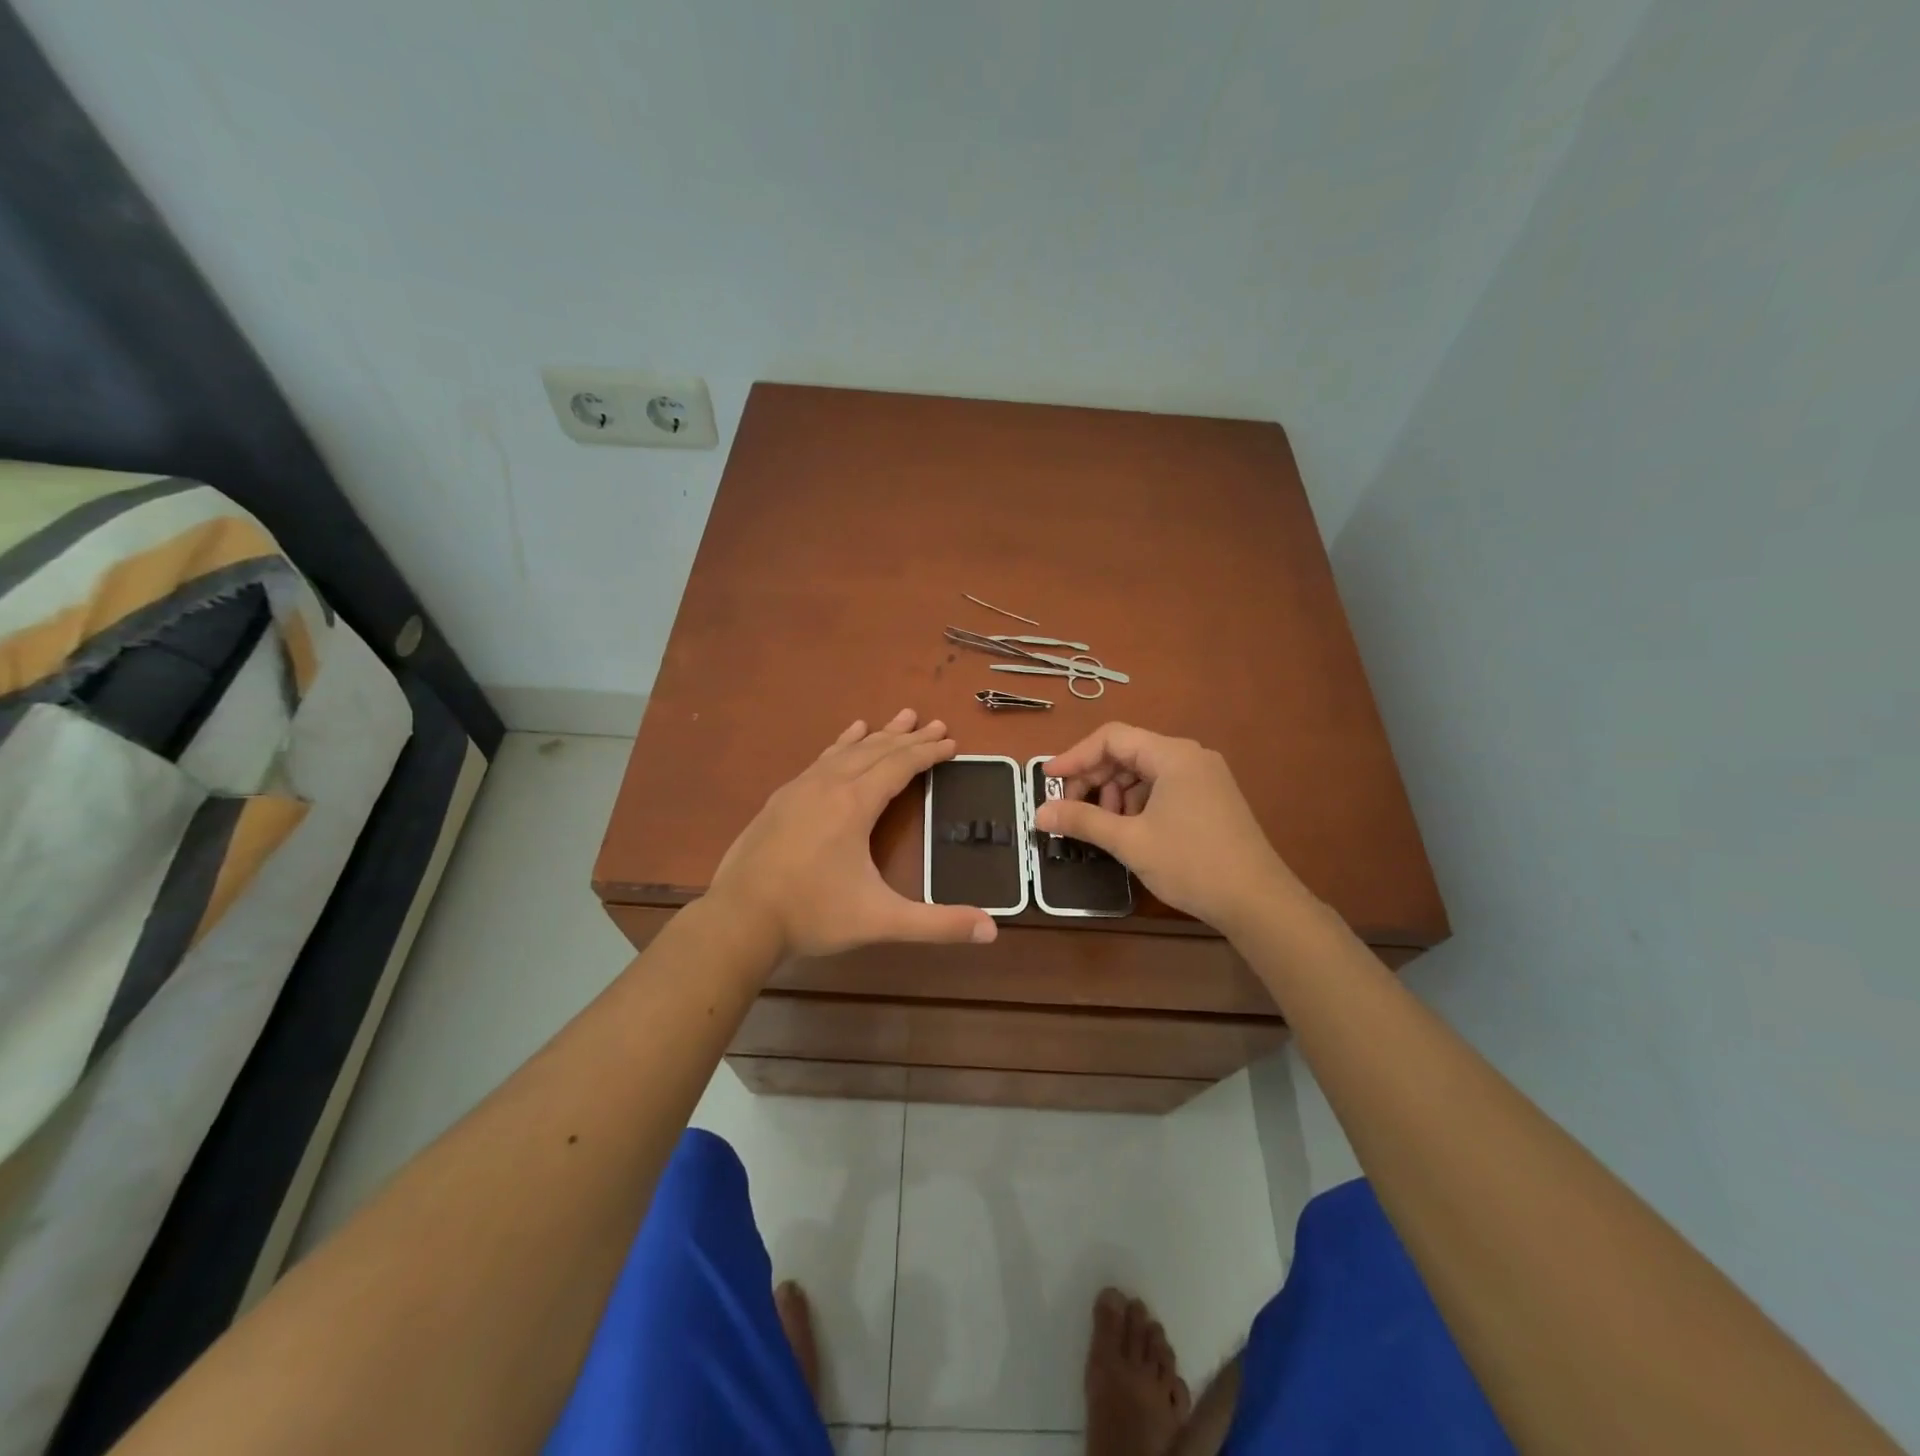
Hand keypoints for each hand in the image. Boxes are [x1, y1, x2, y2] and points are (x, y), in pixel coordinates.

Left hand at [710, 709, 998, 958]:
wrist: (739, 918)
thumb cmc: (812, 914)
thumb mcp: (880, 920)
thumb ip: (937, 924)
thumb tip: (992, 930)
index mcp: (855, 804)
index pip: (900, 766)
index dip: (928, 753)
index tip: (952, 742)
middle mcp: (829, 785)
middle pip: (877, 750)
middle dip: (909, 737)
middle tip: (935, 723)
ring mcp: (801, 788)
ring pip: (848, 750)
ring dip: (877, 734)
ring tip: (899, 718)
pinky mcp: (781, 799)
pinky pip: (821, 759)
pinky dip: (841, 744)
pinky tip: (846, 737)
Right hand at [1032, 723, 1310, 932]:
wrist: (1258, 901)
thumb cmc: (1191, 863)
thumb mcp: (1130, 841)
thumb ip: (1082, 821)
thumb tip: (1039, 813)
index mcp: (1173, 755)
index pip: (1112, 737)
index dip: (1075, 756)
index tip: (1048, 780)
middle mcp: (1190, 756)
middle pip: (1127, 753)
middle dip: (1094, 778)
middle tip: (1071, 810)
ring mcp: (1205, 777)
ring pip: (1144, 772)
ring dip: (1115, 794)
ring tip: (1104, 826)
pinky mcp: (1211, 799)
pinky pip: (1163, 788)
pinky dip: (1138, 803)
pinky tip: (1131, 830)